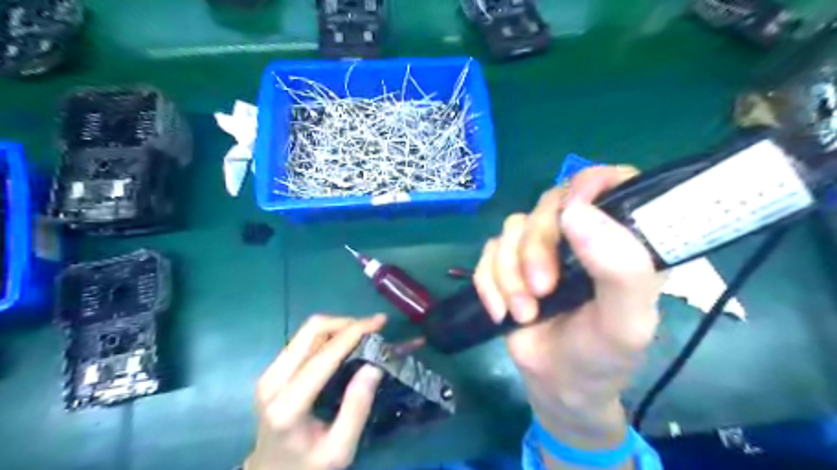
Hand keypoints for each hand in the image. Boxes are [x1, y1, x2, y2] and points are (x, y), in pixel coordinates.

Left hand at [246, 312, 386, 468]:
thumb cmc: (309, 467)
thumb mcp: (340, 449)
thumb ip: (357, 408)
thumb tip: (374, 365)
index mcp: (288, 406)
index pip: (324, 356)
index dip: (354, 333)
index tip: (380, 321)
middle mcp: (273, 382)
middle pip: (311, 331)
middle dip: (346, 323)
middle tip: (373, 328)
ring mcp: (269, 373)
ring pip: (307, 330)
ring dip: (338, 326)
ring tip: (363, 335)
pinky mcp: (272, 370)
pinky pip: (303, 339)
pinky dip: (328, 335)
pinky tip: (344, 344)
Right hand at [473, 169, 663, 450]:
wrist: (557, 385)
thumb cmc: (601, 355)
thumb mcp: (626, 323)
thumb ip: (621, 269)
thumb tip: (576, 211)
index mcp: (622, 239)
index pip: (613, 182)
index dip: (589, 185)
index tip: (570, 216)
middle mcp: (581, 234)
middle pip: (549, 204)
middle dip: (536, 247)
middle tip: (541, 289)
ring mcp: (540, 246)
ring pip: (512, 228)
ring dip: (510, 273)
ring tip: (523, 312)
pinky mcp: (508, 261)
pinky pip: (487, 251)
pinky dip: (489, 282)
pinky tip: (500, 312)